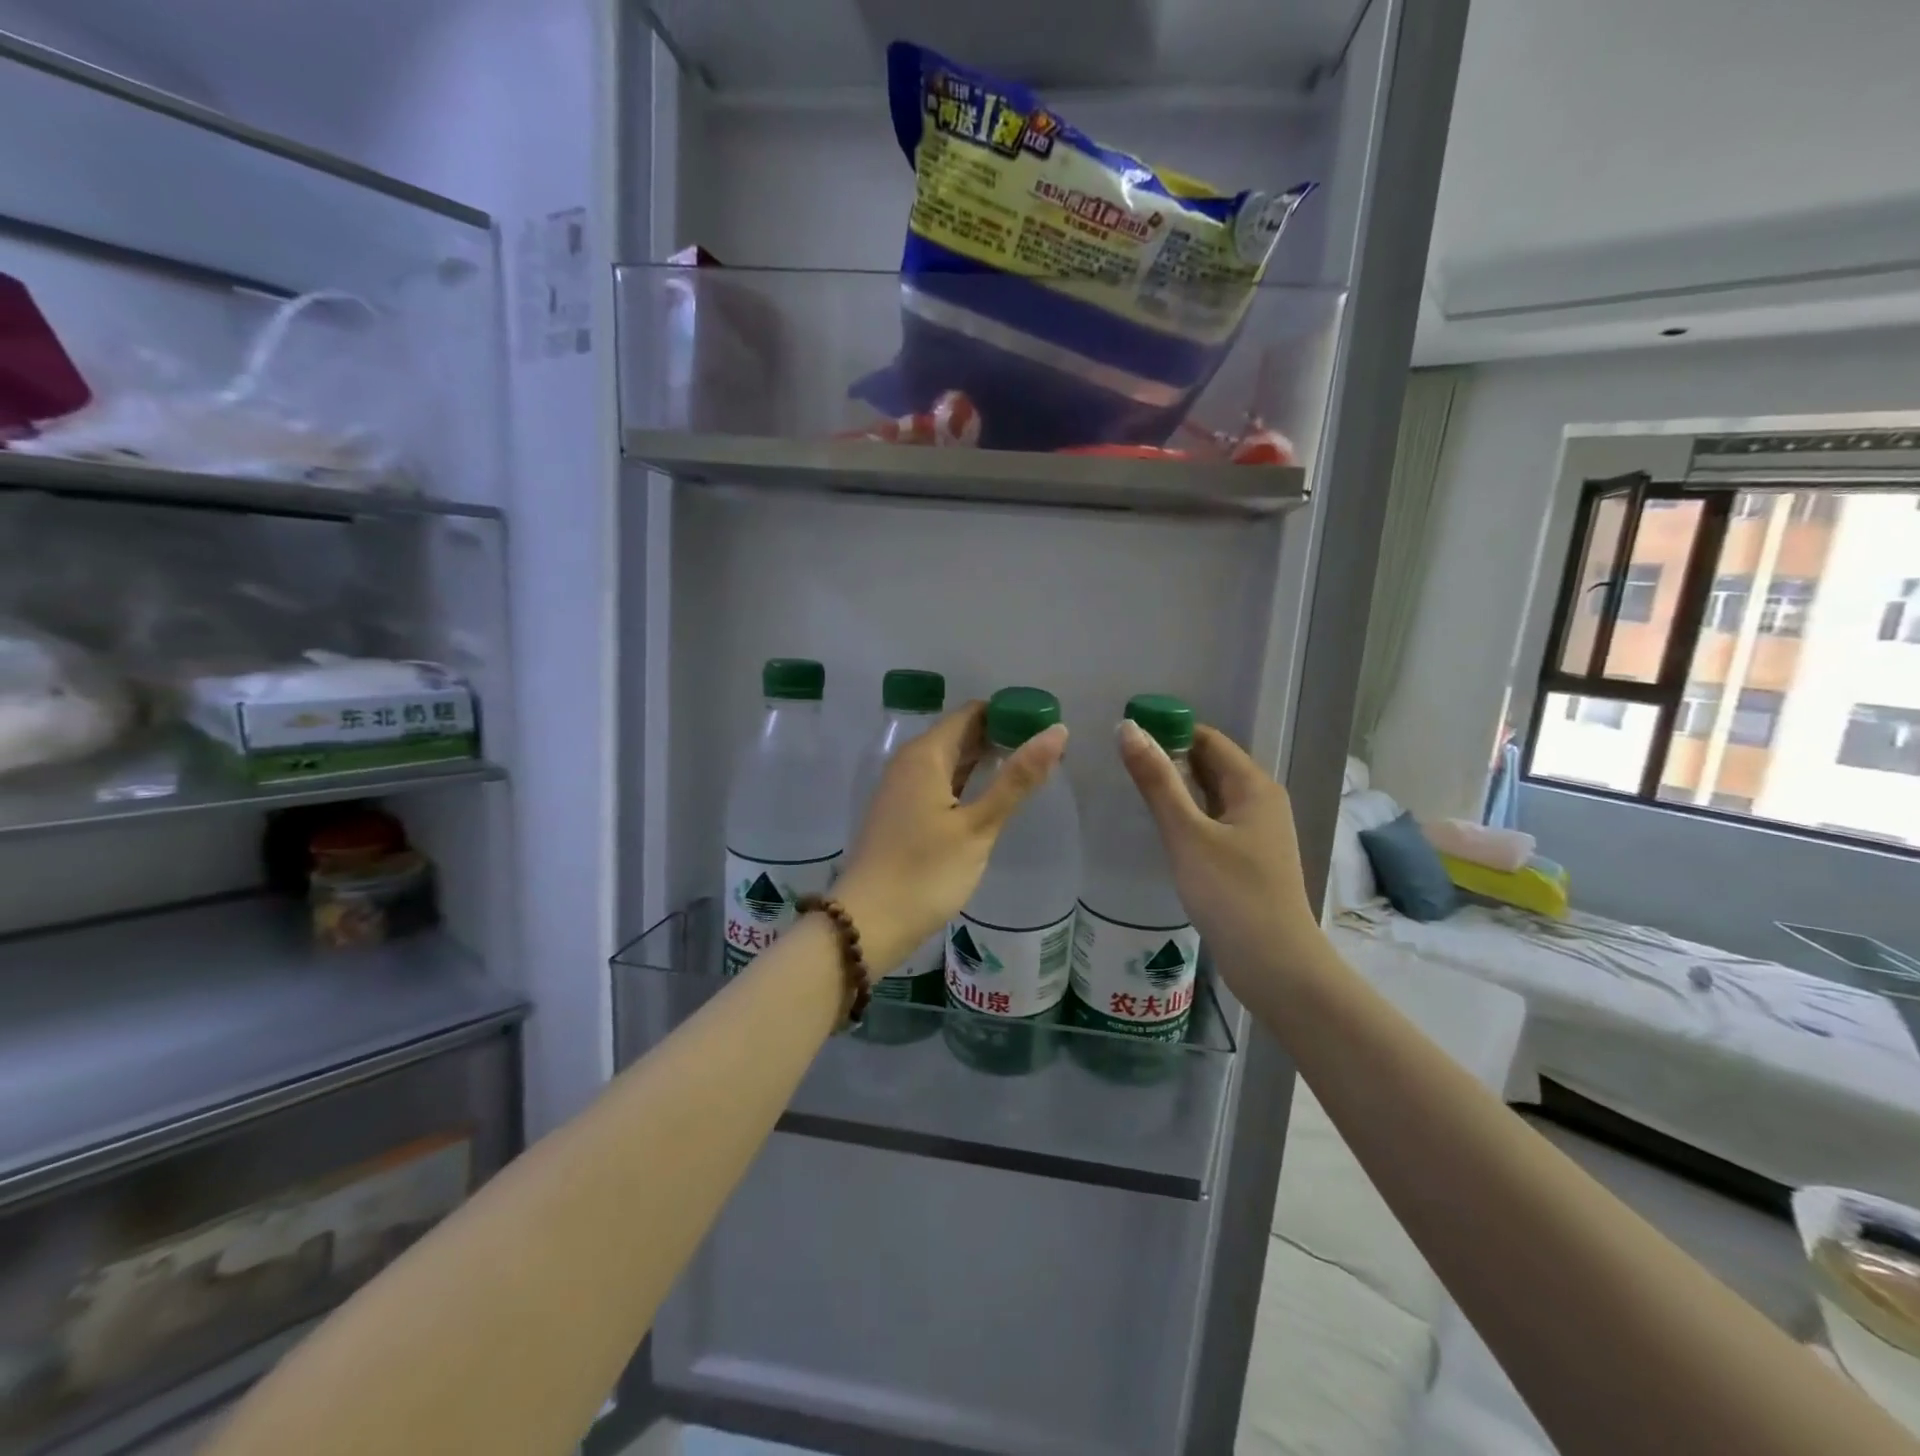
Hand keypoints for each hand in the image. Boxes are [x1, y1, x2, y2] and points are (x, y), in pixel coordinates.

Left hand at [835, 702, 1068, 974]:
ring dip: (984, 762)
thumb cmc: (925, 872)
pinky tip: (990, 799)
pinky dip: (966, 784)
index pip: (971, 713)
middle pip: (960, 734)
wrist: (868, 923)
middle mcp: (909, 762)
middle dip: (1000, 738)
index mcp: (925, 755)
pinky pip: (939, 783)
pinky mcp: (901, 813)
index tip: (1044, 726)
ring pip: (949, 761)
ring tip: (1027, 772)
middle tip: (1046, 752)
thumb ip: (1017, 779)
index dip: (1008, 714)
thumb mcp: (978, 827)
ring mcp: (902, 789)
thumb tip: (1056, 731)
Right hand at [1116, 719, 1324, 997]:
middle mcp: (1260, 801)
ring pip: (1210, 794)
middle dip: (1169, 757)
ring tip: (1131, 787)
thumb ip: (1157, 781)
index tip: (1126, 732)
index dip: (1169, 730)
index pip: (1207, 739)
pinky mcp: (1247, 858)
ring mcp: (1256, 832)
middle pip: (1210, 764)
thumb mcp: (1187, 833)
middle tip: (1119, 759)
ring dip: (1176, 787)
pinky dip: (1187, 814)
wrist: (1275, 965)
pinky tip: (1160, 825)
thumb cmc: (1232, 894)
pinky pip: (1213, 820)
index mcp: (1253, 786)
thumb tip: (1127, 728)